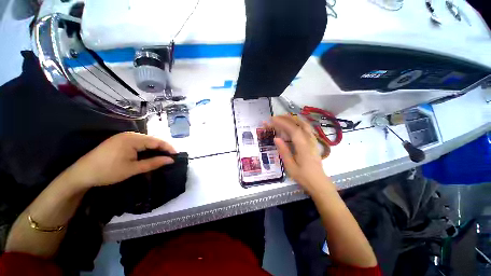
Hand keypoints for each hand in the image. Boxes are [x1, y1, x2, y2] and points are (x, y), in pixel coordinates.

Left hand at [61, 132, 176, 188]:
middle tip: (171, 157)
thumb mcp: (133, 169)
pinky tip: (149, 154)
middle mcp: (129, 135)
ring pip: (146, 141)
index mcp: (133, 139)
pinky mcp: (119, 141)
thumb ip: (153, 163)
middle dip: (162, 148)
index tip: (177, 155)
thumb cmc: (107, 171)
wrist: (81, 174)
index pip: (156, 141)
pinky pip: (138, 143)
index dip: (168, 147)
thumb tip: (171, 160)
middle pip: (152, 140)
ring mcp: (123, 137)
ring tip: (162, 156)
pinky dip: (146, 149)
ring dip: (155, 148)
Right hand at [269, 115, 333, 192]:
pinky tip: (294, 124)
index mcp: (303, 147)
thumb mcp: (290, 166)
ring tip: (282, 118)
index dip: (282, 123)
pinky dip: (299, 123)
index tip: (272, 120)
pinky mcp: (313, 142)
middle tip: (275, 117)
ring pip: (305, 124)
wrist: (319, 183)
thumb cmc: (304, 177)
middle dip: (287, 118)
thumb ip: (284, 151)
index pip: (293, 130)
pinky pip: (307, 128)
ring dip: (293, 119)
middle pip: (300, 123)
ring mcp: (313, 141)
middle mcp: (309, 141)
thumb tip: (276, 138)